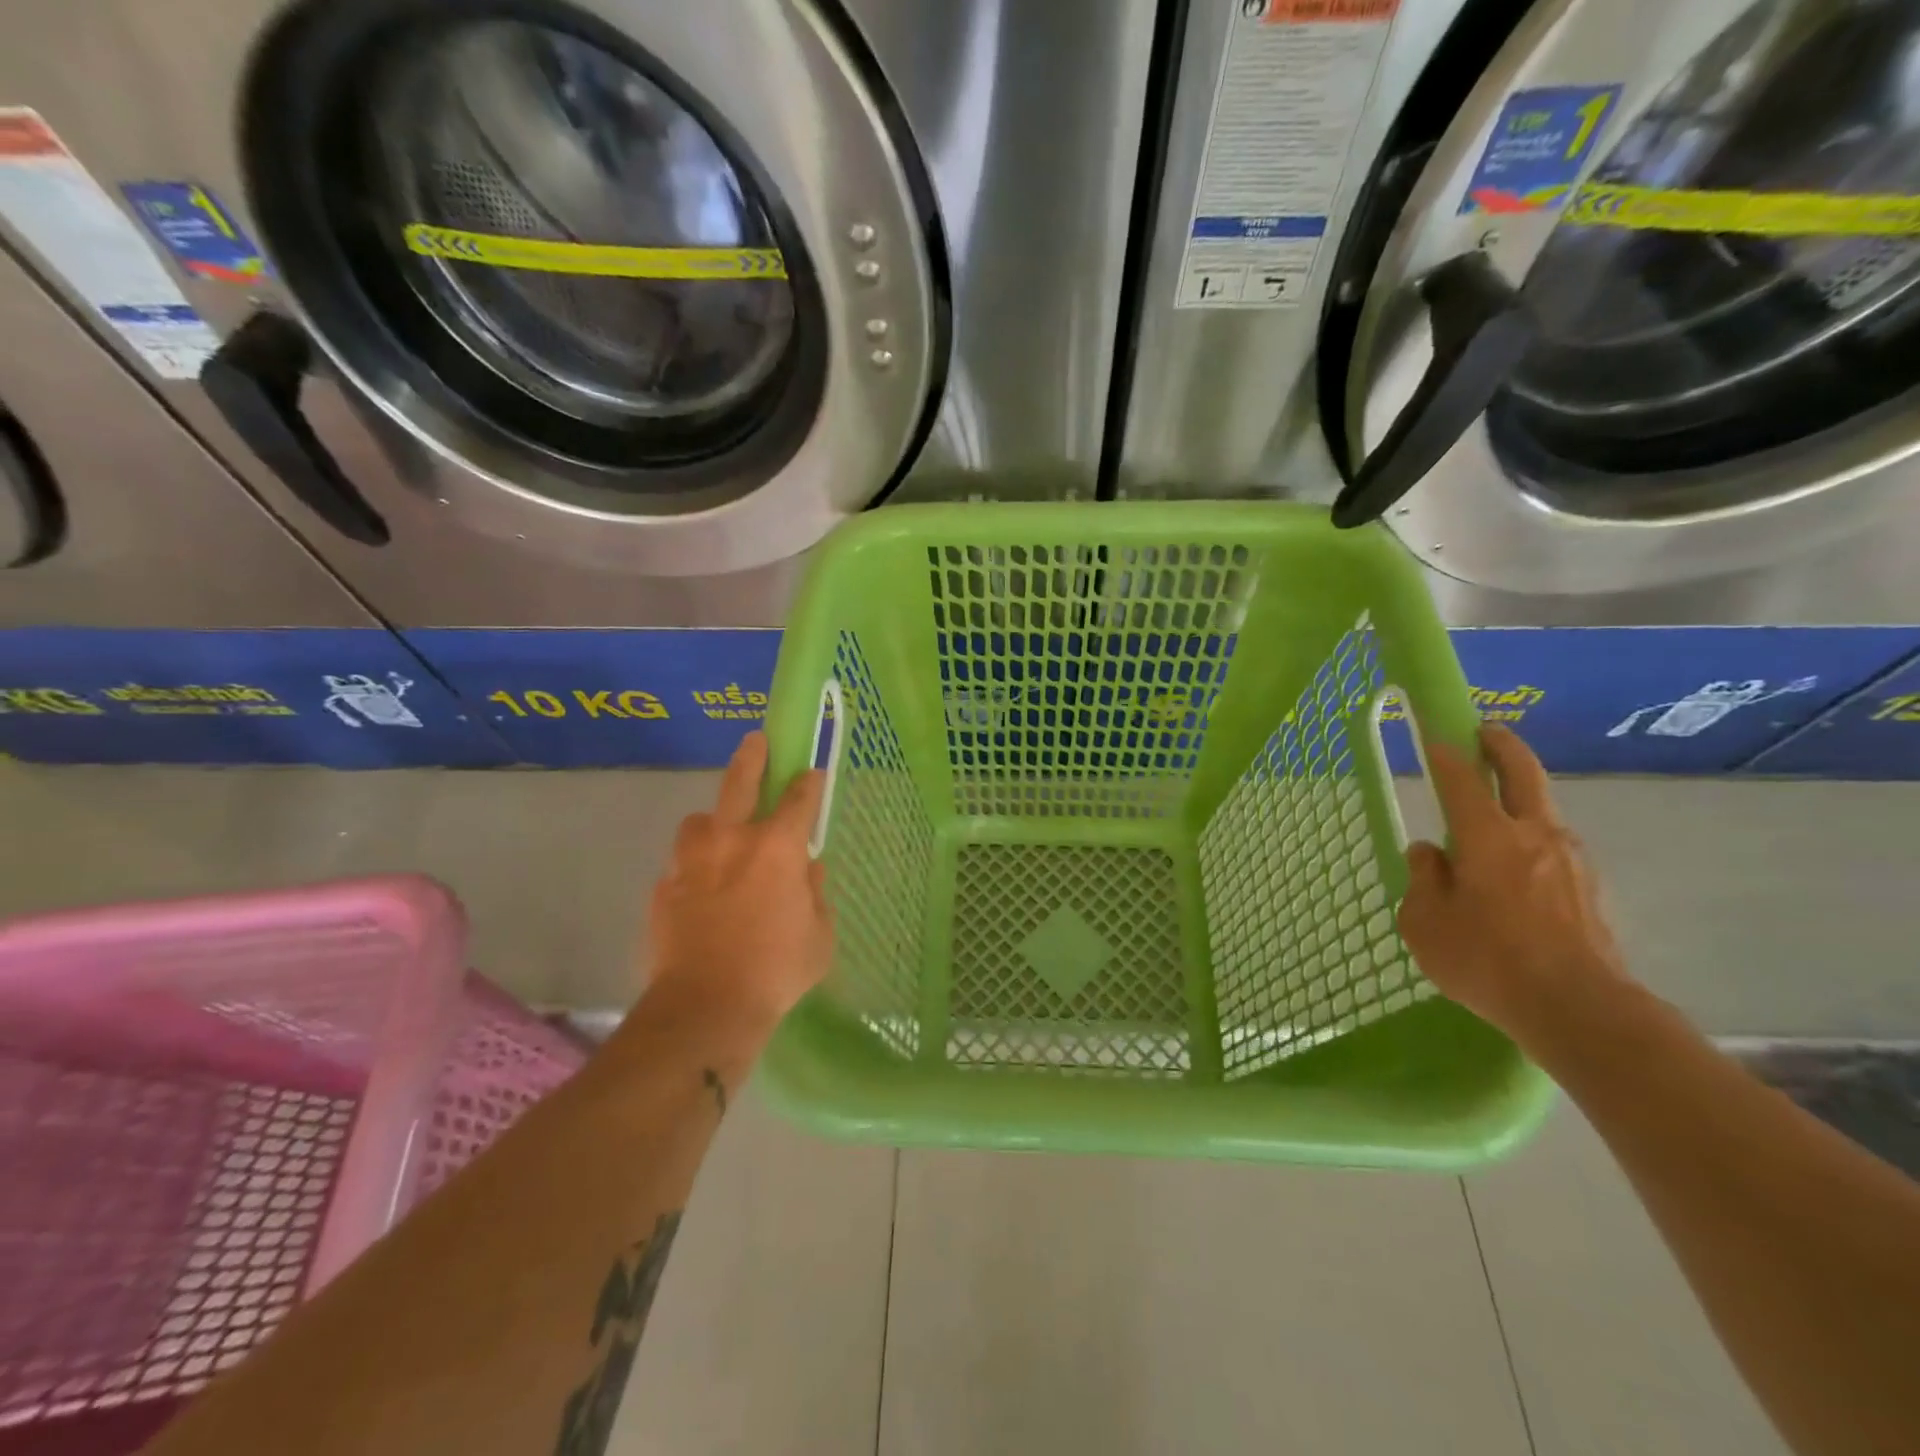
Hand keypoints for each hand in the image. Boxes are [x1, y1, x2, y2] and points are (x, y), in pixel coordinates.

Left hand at [646, 732, 835, 1028]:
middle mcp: (733, 841)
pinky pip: (681, 866)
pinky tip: (701, 895)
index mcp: (777, 847)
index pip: (799, 799)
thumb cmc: (777, 970)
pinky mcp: (663, 888)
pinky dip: (694, 871)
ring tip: (721, 843)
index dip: (808, 783)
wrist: (706, 1007)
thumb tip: (807, 872)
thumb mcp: (819, 935)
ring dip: (713, 825)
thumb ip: (815, 895)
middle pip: (740, 782)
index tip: (811, 774)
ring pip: (700, 822)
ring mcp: (692, 862)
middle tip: (756, 741)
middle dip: (752, 757)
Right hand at [1397, 724, 1629, 1049]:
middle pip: (1523, 773)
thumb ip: (1424, 879)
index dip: (1445, 755)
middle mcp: (1534, 834)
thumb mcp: (1425, 922)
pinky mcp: (1592, 888)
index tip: (1434, 738)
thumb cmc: (1487, 960)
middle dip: (1503, 746)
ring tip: (1496, 811)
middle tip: (1486, 732)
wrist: (1579, 1009)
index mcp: (1487, 836)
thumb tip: (1430, 853)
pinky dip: (1534, 838)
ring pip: (1544, 810)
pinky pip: (1555, 848)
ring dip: (1521, 796)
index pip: (1461, 780)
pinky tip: (1519, 867)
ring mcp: (1571, 860)